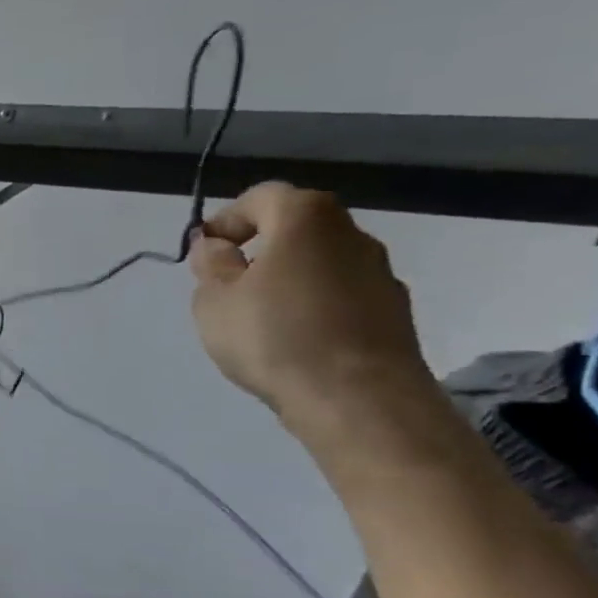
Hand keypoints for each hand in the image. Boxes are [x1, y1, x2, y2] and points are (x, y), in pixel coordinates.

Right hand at [187, 182, 430, 426]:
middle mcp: (351, 233)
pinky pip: (340, 294)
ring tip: (258, 318)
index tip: (203, 253)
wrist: (358, 400)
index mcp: (306, 218)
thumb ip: (211, 264)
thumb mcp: (214, 299)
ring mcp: (379, 273)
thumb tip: (216, 246)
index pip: (261, 197)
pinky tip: (294, 340)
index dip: (226, 220)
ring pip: (319, 262)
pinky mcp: (393, 311)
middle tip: (227, 284)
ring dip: (287, 278)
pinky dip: (313, 305)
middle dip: (258, 248)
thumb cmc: (274, 337)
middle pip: (296, 227)